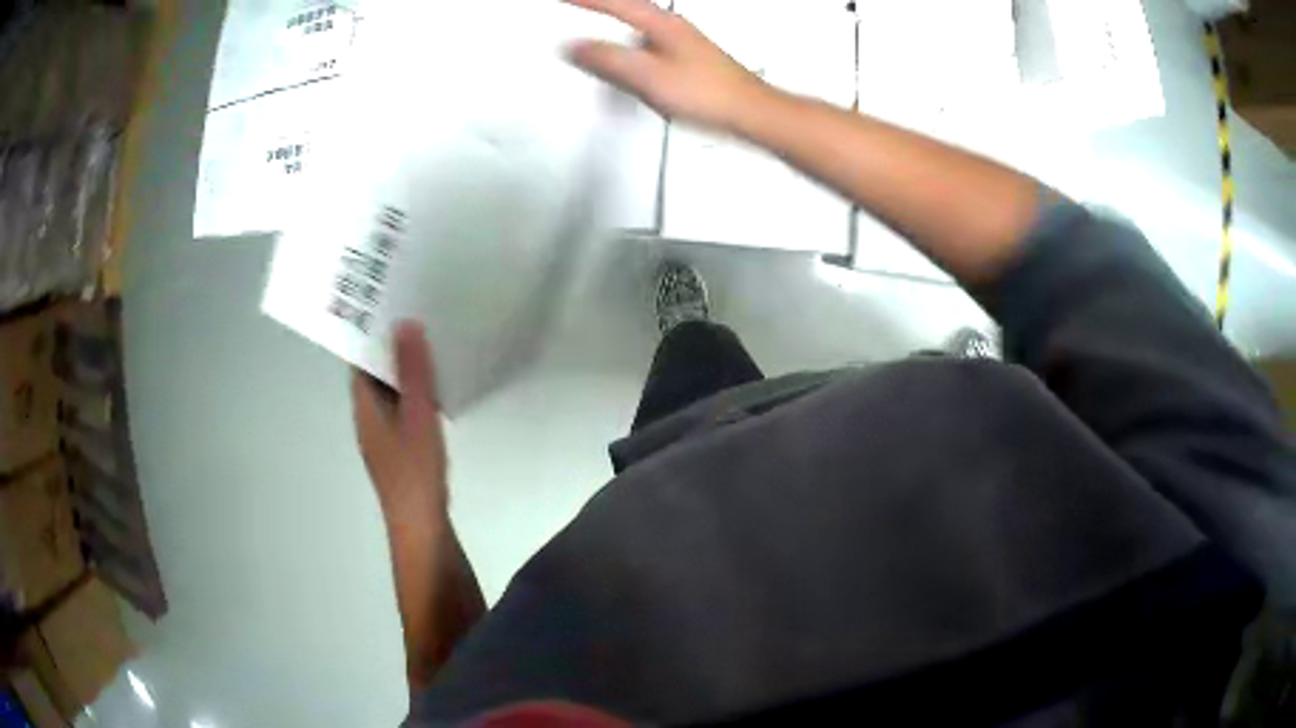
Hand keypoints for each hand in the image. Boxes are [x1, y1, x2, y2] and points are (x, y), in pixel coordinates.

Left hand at [352, 322, 448, 517]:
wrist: (424, 532)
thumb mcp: (417, 417)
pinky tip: (441, 385)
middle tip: (419, 311)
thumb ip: (413, 373)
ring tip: (432, 339)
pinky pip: (406, 408)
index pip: (360, 359)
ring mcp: (387, 436)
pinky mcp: (404, 450)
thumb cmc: (415, 474)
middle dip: (392, 344)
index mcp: (364, 407)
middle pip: (375, 373)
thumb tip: (404, 322)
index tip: (392, 301)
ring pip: (392, 391)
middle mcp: (370, 418)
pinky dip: (418, 391)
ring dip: (407, 367)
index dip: (371, 330)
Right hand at [564, 0, 771, 132]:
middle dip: (599, 5)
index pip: (614, 2)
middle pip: (626, 7)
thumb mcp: (649, 76)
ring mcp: (679, 41)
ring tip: (591, 25)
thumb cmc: (709, 94)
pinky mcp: (684, 58)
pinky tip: (622, 61)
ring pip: (635, 25)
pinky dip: (625, 46)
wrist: (748, 111)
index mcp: (660, 24)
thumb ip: (609, 60)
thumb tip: (575, 47)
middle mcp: (671, 27)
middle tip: (575, 5)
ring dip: (612, 23)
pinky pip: (644, 44)